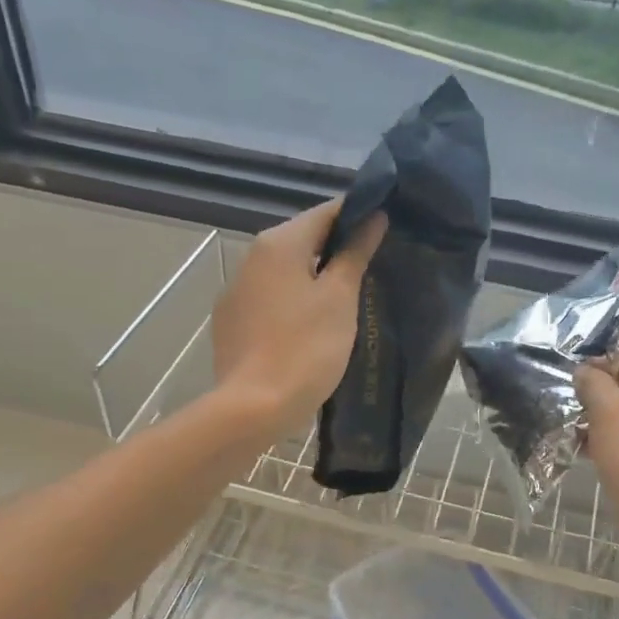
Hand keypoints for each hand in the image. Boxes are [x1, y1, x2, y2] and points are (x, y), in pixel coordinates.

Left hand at [212, 198, 386, 438]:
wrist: (253, 407)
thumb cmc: (306, 348)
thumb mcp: (340, 298)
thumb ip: (355, 253)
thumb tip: (374, 217)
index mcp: (279, 243)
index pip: (326, 211)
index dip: (358, 215)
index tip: (386, 227)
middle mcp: (251, 256)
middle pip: (303, 238)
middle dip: (337, 246)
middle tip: (374, 264)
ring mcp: (237, 290)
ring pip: (285, 269)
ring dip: (315, 274)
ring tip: (348, 295)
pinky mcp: (231, 320)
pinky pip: (270, 297)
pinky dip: (293, 299)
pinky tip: (311, 323)